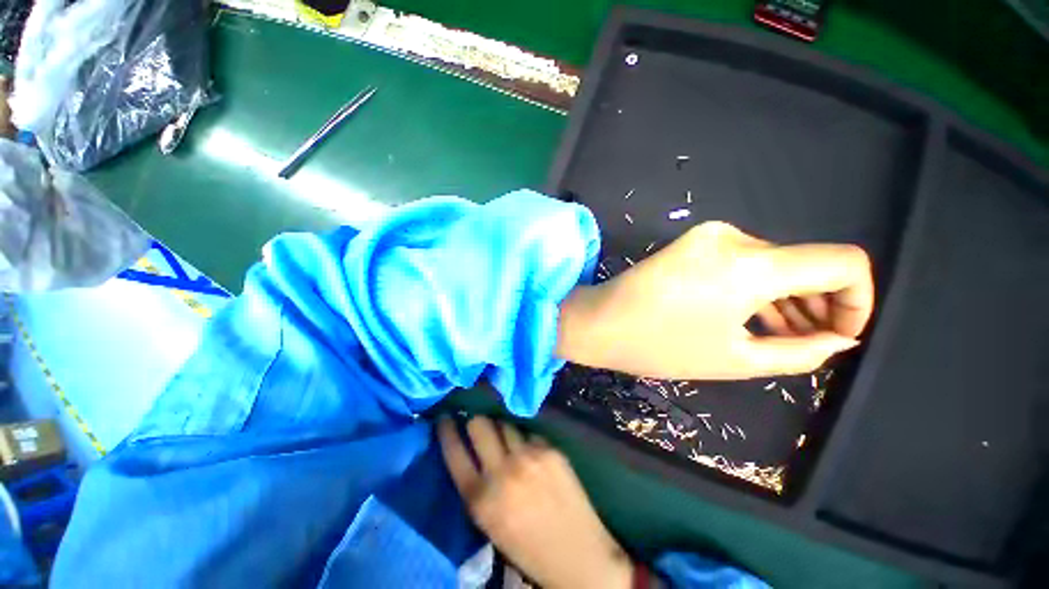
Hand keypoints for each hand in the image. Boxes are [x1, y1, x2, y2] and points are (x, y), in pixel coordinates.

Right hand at [438, 417, 632, 588]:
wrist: (578, 556)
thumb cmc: (528, 546)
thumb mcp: (490, 523)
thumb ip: (477, 487)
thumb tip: (472, 451)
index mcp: (480, 499)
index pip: (454, 452)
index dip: (446, 431)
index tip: (445, 418)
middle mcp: (502, 471)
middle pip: (480, 424)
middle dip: (476, 422)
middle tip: (479, 426)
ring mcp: (528, 457)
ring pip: (505, 423)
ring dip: (502, 429)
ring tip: (507, 440)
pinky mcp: (550, 450)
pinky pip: (529, 433)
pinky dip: (526, 440)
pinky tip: (532, 454)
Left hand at [556, 221, 873, 378]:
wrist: (598, 322)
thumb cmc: (660, 345)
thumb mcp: (737, 358)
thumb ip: (801, 351)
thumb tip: (840, 339)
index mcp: (752, 263)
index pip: (842, 262)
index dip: (857, 299)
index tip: (842, 334)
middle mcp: (734, 237)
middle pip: (805, 263)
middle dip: (820, 304)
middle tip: (817, 344)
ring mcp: (708, 236)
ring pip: (772, 264)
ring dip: (787, 298)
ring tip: (788, 338)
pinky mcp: (691, 244)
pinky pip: (741, 263)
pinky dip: (757, 289)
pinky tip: (757, 318)